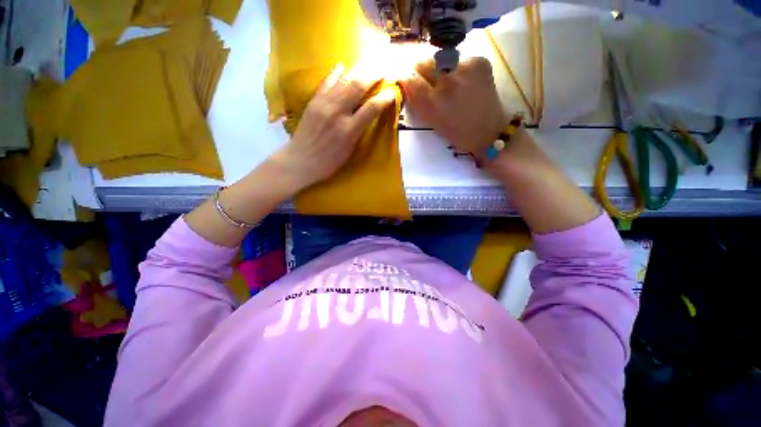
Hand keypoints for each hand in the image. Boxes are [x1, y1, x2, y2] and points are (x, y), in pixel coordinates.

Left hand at [268, 64, 395, 192]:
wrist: (300, 161)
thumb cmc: (328, 162)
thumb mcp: (349, 151)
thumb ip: (359, 131)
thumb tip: (368, 115)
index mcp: (349, 130)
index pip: (371, 108)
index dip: (383, 99)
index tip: (391, 92)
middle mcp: (337, 113)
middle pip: (357, 88)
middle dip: (372, 75)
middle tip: (383, 69)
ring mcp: (323, 105)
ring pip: (343, 82)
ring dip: (357, 71)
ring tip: (368, 64)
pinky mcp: (313, 102)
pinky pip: (325, 83)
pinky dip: (334, 74)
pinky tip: (341, 66)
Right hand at [401, 57, 506, 156]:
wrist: (488, 131)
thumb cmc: (455, 131)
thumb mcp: (430, 120)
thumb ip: (416, 99)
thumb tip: (405, 77)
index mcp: (431, 102)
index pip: (409, 76)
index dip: (407, 77)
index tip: (408, 80)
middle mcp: (446, 80)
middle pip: (423, 60)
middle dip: (421, 70)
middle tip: (428, 82)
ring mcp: (465, 67)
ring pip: (440, 57)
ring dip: (439, 67)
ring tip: (448, 82)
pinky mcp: (479, 61)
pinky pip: (458, 58)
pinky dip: (456, 67)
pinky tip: (463, 81)